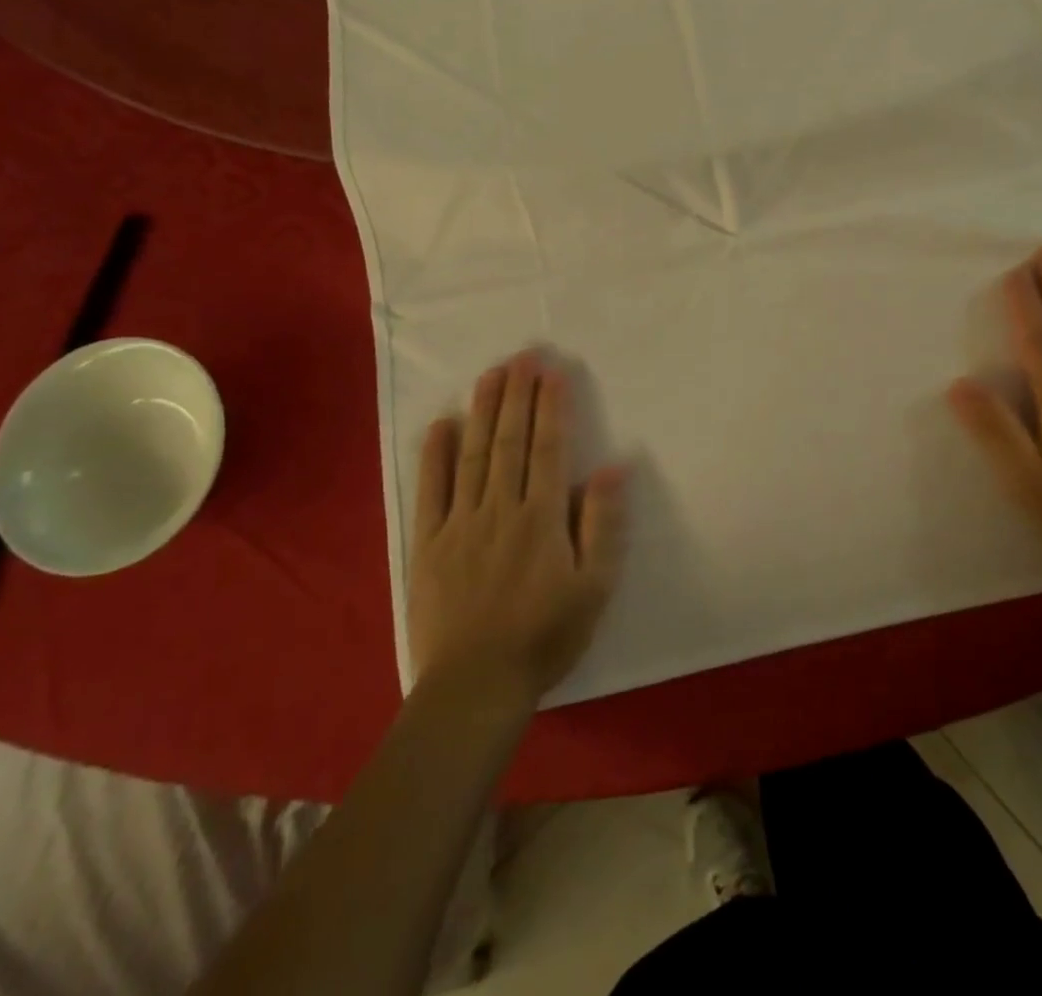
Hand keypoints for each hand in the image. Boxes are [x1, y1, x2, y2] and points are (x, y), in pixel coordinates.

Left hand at [409, 355, 627, 705]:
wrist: (475, 687)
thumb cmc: (545, 636)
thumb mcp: (594, 587)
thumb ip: (603, 524)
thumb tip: (612, 467)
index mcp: (541, 518)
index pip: (548, 448)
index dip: (551, 407)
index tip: (553, 371)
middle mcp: (500, 509)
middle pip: (510, 441)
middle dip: (517, 394)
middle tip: (522, 355)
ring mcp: (460, 523)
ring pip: (473, 454)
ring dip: (483, 411)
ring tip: (490, 374)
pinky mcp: (428, 542)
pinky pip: (431, 490)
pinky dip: (436, 455)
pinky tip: (442, 424)